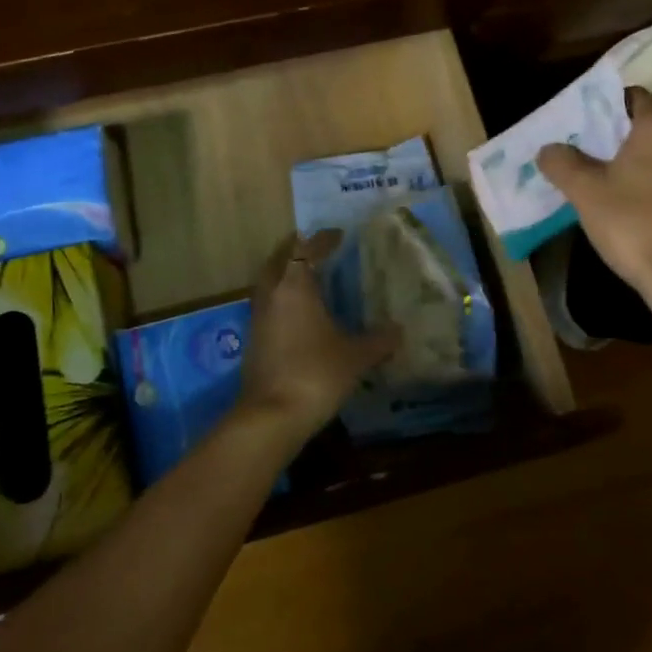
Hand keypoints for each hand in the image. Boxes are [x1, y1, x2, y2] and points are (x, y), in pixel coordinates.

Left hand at [233, 230, 397, 445]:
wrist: (271, 416)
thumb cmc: (316, 374)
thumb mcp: (356, 357)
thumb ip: (378, 340)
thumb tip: (398, 330)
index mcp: (295, 287)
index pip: (307, 250)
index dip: (323, 240)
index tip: (339, 235)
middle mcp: (272, 294)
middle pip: (279, 259)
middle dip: (296, 249)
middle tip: (316, 248)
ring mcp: (258, 317)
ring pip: (268, 281)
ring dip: (285, 272)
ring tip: (308, 276)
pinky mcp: (253, 339)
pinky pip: (267, 303)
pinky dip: (281, 296)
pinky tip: (298, 311)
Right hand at [537, 89, 651, 297]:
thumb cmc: (631, 222)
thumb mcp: (584, 192)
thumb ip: (563, 163)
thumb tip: (548, 149)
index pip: (635, 98)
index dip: (610, 106)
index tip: (589, 124)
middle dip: (628, 140)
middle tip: (598, 158)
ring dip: (651, 167)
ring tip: (623, 189)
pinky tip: (650, 216)